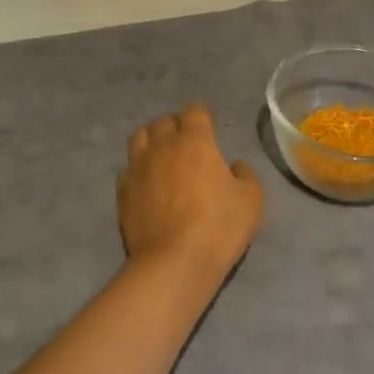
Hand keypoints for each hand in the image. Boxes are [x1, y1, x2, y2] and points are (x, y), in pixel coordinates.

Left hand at [118, 103, 263, 280]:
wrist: (175, 262)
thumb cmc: (219, 226)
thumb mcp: (251, 199)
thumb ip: (245, 174)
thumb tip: (233, 165)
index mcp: (195, 141)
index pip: (195, 111)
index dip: (203, 115)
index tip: (210, 125)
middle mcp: (163, 146)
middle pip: (164, 121)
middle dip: (177, 125)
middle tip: (188, 141)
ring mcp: (138, 167)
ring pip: (139, 137)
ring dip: (153, 140)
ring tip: (162, 154)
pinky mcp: (122, 191)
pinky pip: (128, 168)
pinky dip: (138, 169)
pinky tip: (147, 183)